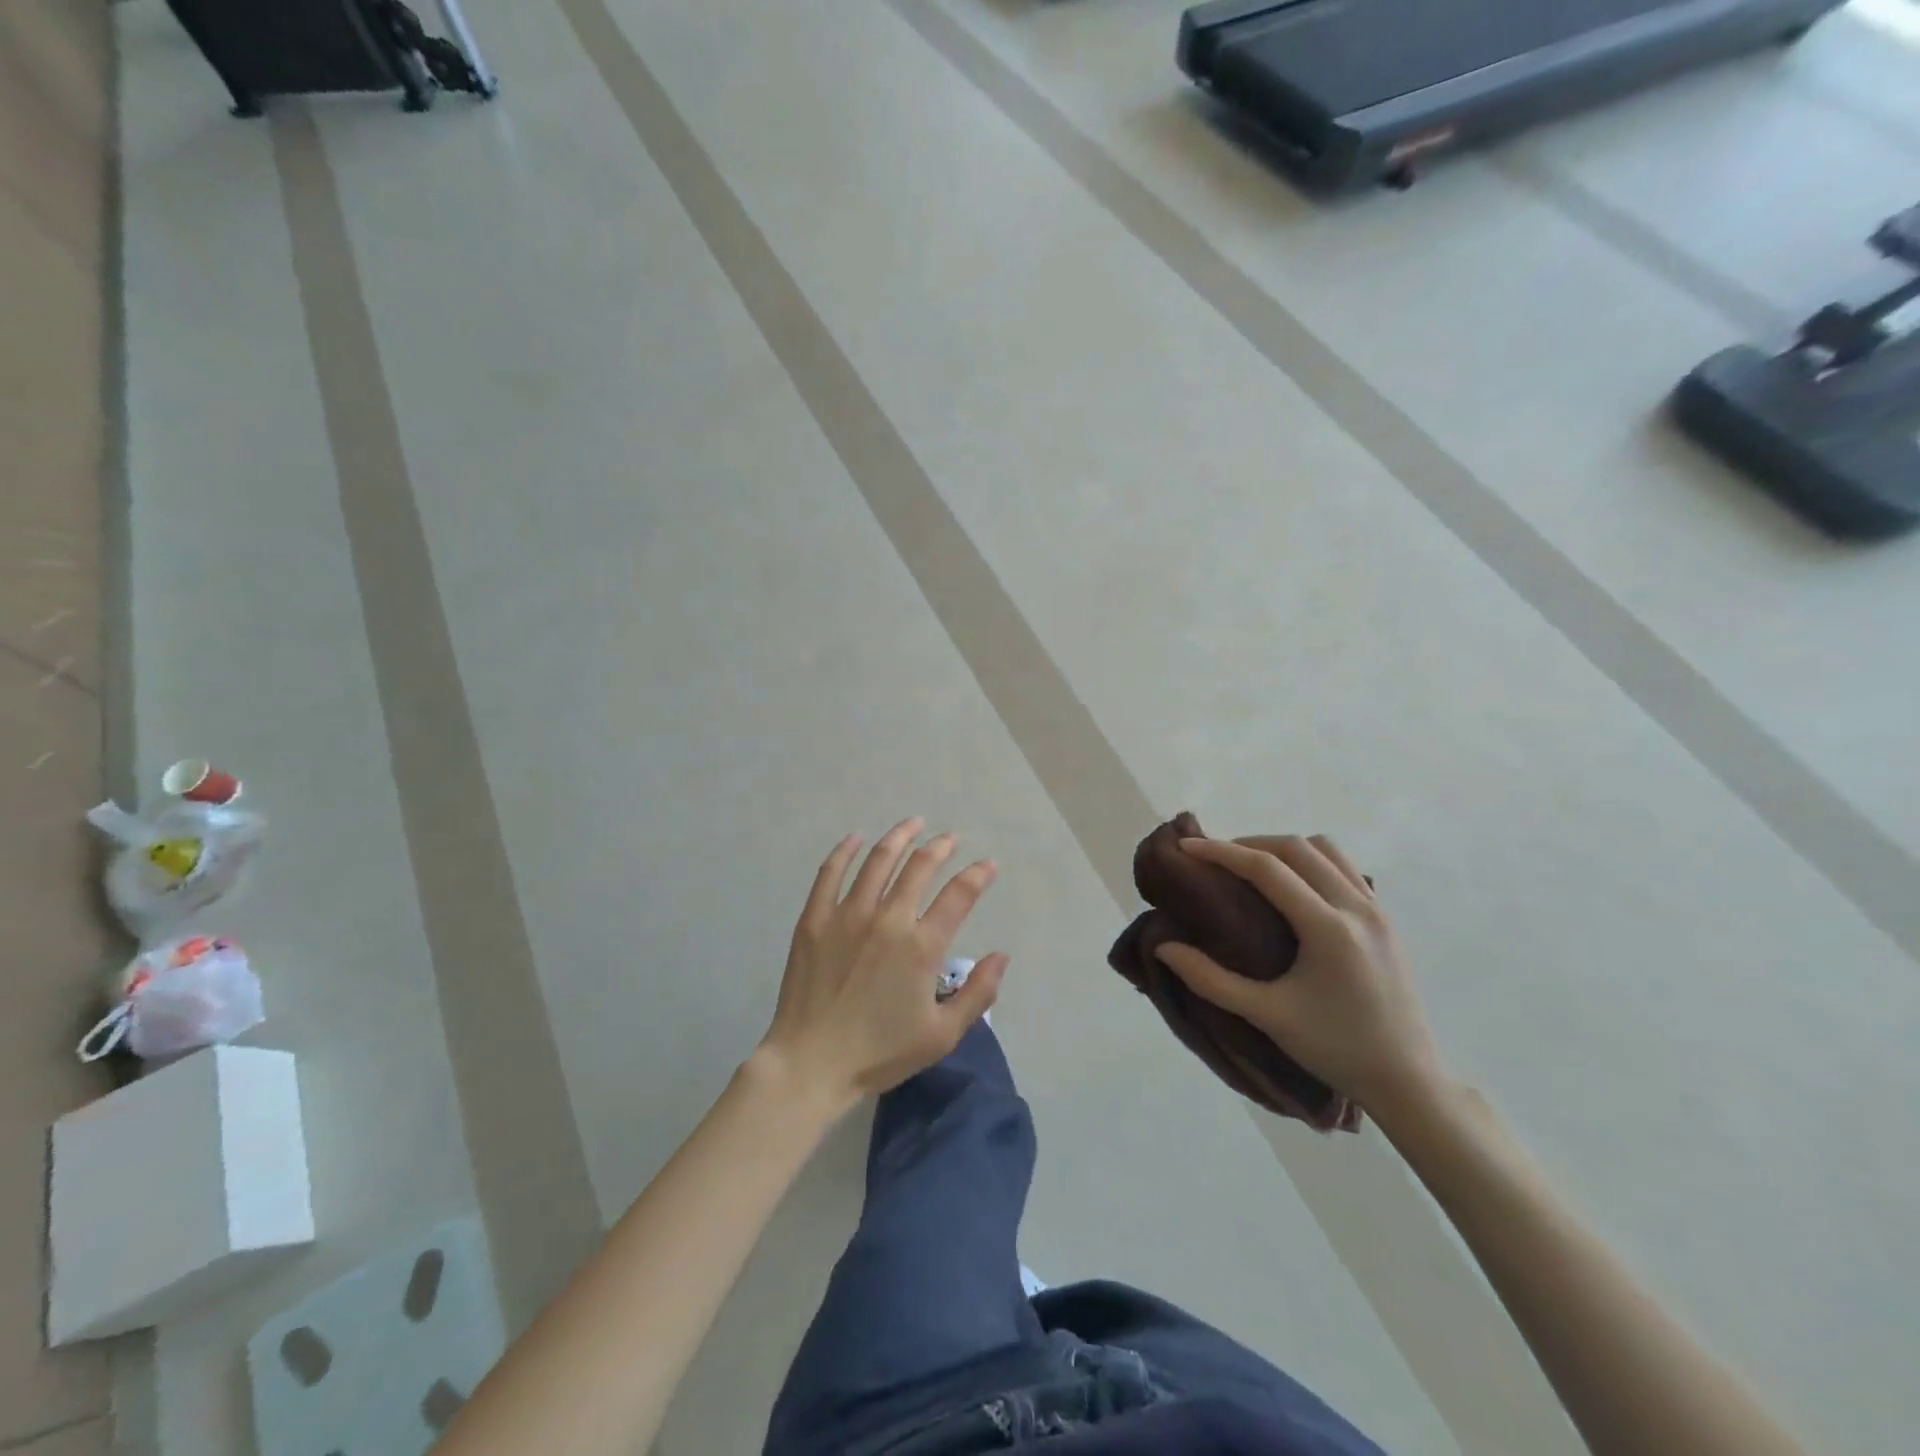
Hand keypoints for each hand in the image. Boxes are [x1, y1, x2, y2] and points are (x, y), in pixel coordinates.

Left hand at [758, 818, 1007, 1110]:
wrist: (810, 1064)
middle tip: (950, 838)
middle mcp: (887, 919)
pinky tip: (855, 838)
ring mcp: (847, 915)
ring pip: (877, 860)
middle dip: (940, 847)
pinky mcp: (814, 919)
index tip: (988, 864)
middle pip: (919, 866)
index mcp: (921, 946)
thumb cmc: (880, 1053)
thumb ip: (978, 992)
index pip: (959, 895)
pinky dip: (844, 851)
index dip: (978, 875)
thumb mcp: (942, 1034)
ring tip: (913, 824)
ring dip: (899, 837)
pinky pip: (830, 873)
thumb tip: (1002, 954)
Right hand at [1154, 835, 1443, 1117]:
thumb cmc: (1335, 1049)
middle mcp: (1357, 908)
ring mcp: (1377, 911)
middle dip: (1250, 844)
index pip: (1267, 868)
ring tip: (1253, 867)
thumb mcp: (1267, 1016)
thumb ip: (1211, 980)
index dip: (1222, 852)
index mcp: (1328, 929)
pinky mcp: (1386, 920)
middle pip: (1296, 848)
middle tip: (1215, 858)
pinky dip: (1312, 861)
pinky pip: (1345, 868)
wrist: (1408, 1081)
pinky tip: (1293, 887)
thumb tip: (1164, 948)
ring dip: (1284, 848)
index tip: (1187, 847)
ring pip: (1326, 850)